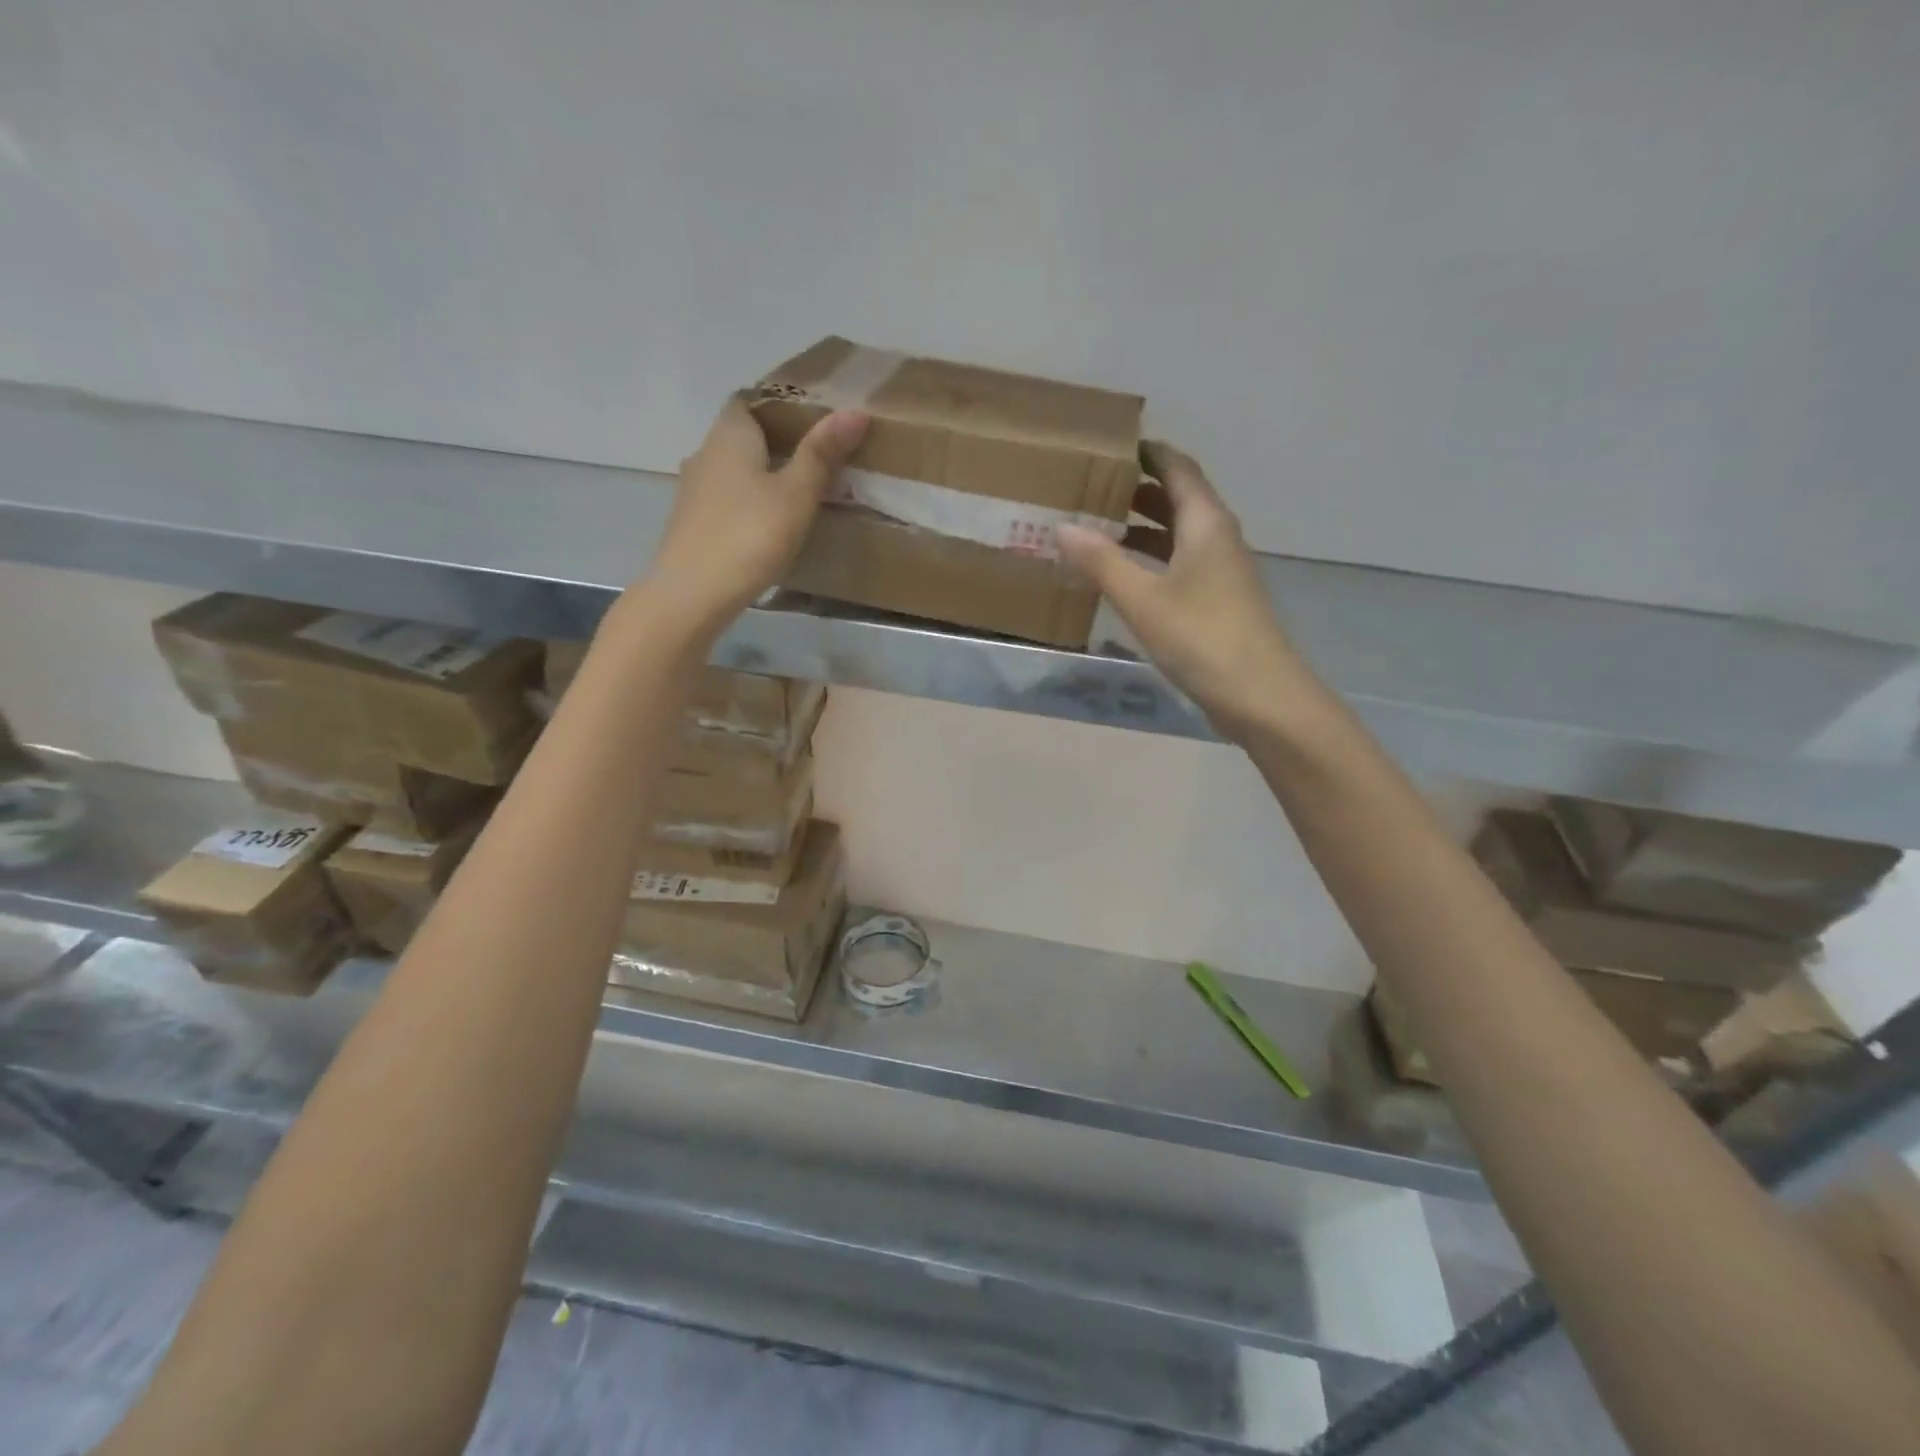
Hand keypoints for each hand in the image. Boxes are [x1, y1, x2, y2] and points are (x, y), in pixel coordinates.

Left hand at [636, 394, 868, 636]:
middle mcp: (705, 453)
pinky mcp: (691, 524)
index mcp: (730, 435)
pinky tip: (768, 525)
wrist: (692, 594)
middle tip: (817, 459)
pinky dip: (747, 503)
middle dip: (776, 443)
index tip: (813, 420)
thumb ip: (822, 454)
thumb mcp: (796, 495)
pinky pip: (726, 500)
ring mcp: (693, 490)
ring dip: (761, 476)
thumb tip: (855, 411)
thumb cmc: (749, 535)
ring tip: (798, 493)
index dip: (780, 404)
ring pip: (733, 471)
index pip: (750, 400)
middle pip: (742, 436)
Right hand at [1058, 442, 1307, 742]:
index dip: (1149, 452)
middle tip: (1093, 486)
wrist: (1261, 695)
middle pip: (1179, 499)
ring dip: (1144, 526)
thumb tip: (1063, 527)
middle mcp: (1218, 538)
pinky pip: (1181, 563)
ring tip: (1099, 526)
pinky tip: (1125, 575)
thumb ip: (1102, 562)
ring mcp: (1222, 571)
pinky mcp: (1219, 601)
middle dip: (1139, 488)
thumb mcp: (1143, 599)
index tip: (1112, 444)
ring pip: (1180, 534)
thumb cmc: (1202, 638)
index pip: (1178, 469)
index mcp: (1206, 524)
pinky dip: (1153, 558)